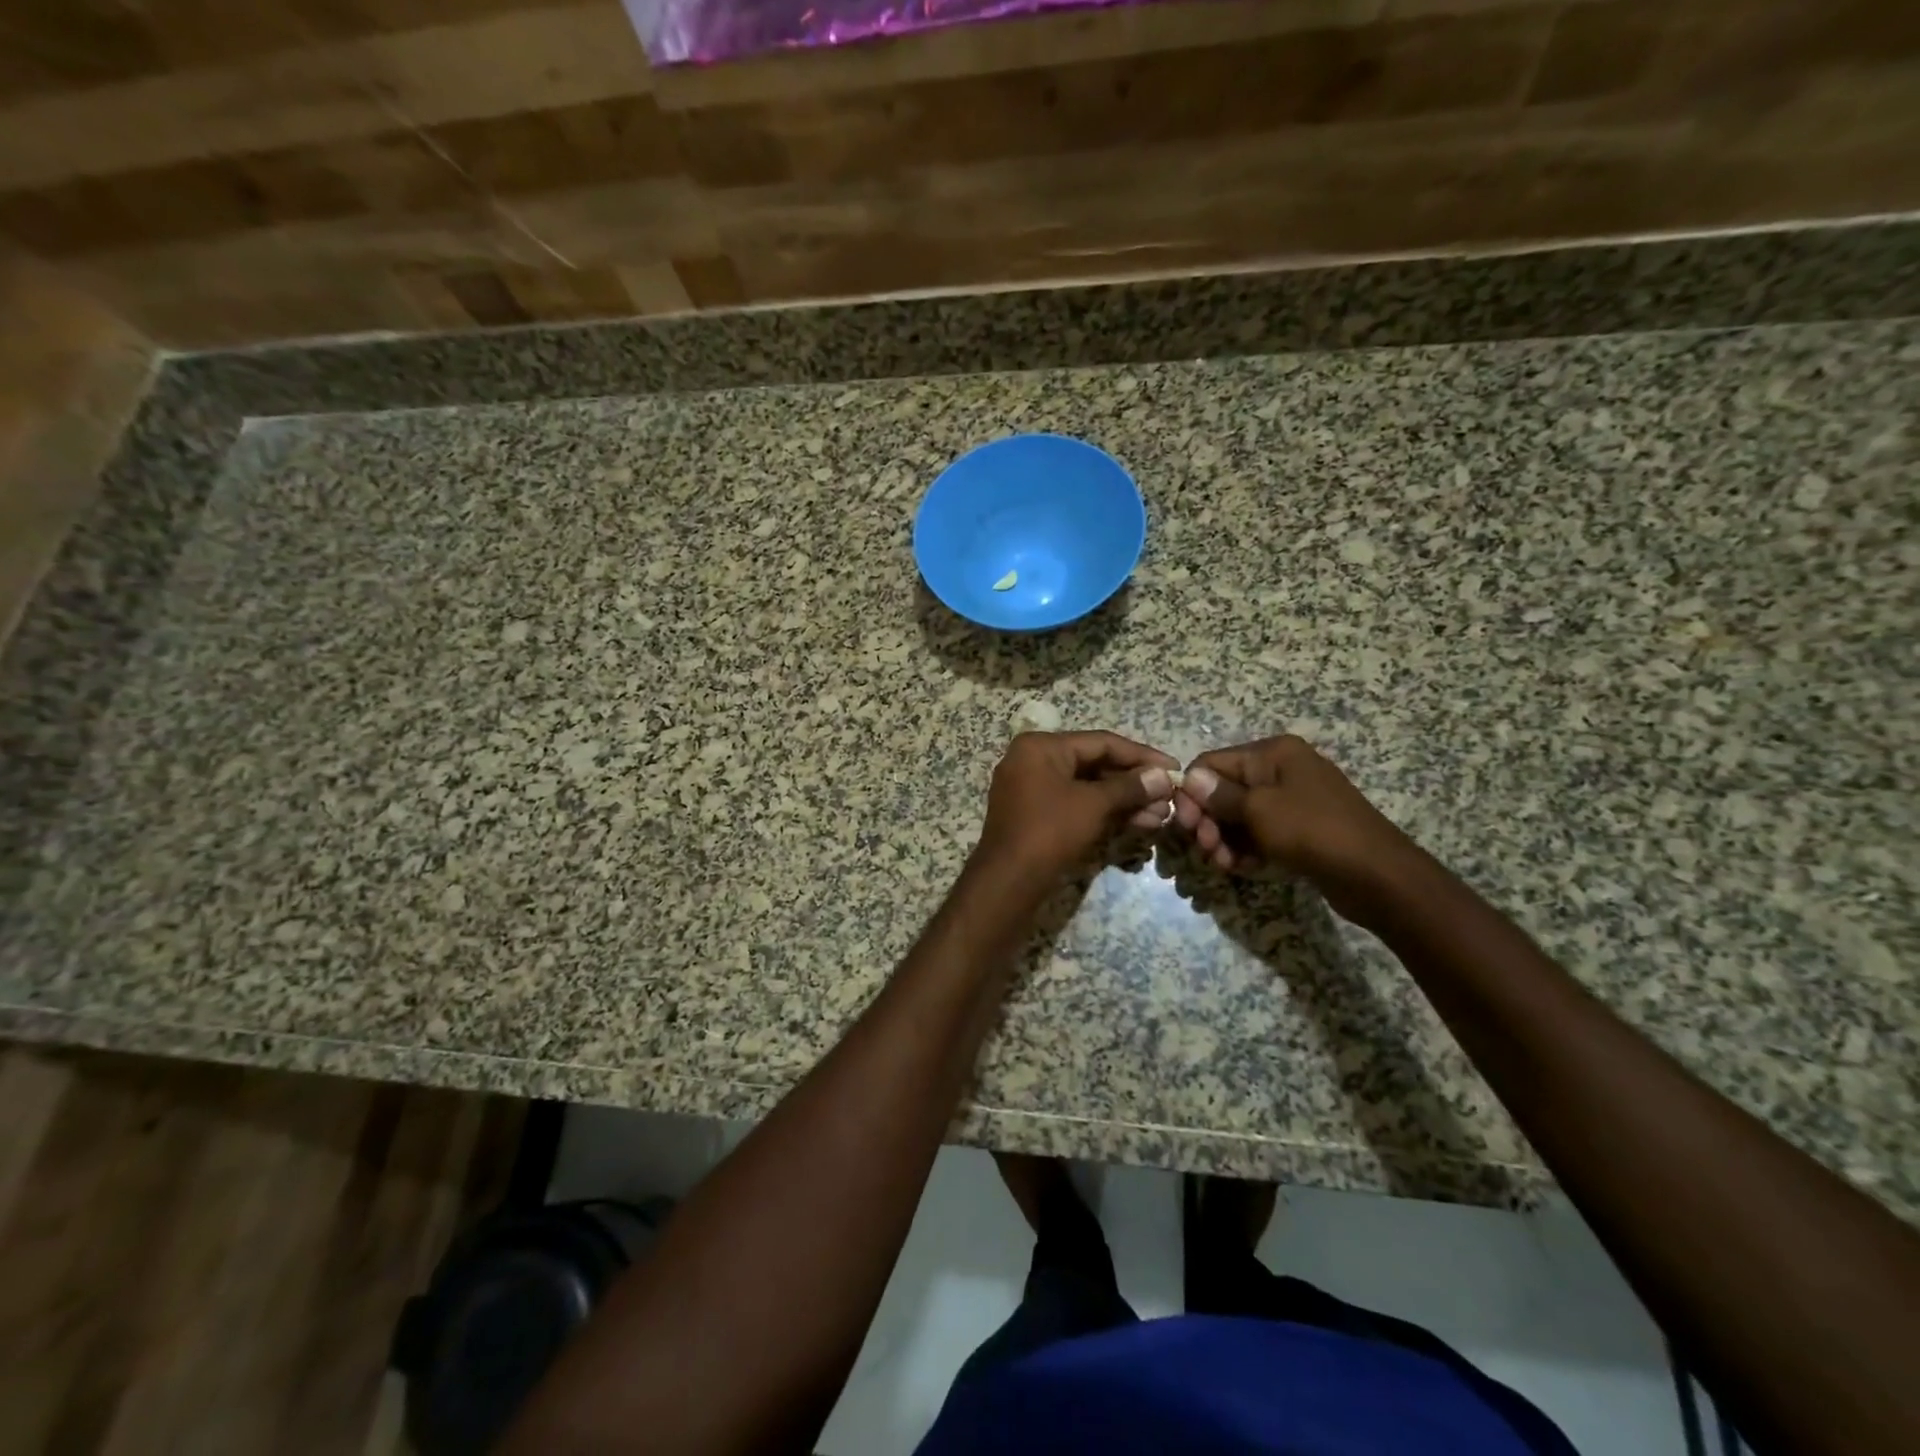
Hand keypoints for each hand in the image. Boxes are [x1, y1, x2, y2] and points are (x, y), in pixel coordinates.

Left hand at [978, 732, 1177, 875]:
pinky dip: (1104, 812)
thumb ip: (1130, 787)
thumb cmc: (1049, 832)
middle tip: (1170, 798)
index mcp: (1041, 746)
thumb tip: (1163, 777)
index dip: (1142, 756)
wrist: (1008, 882)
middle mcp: (1033, 760)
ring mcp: (1032, 788)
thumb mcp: (1093, 805)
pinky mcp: (1036, 815)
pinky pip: (1076, 804)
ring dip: (1124, 801)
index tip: (1175, 769)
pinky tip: (1139, 824)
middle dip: (1135, 783)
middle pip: (1095, 764)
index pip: (1101, 742)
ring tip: (1161, 817)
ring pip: (1087, 788)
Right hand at [1171, 735, 1415, 920]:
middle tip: (1206, 850)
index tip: (1184, 826)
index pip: (1212, 763)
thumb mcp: (1259, 810)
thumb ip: (1219, 795)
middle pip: (1223, 791)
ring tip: (1225, 865)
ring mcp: (1292, 800)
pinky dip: (1246, 849)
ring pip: (1239, 816)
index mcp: (1272, 753)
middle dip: (1209, 821)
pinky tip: (1244, 869)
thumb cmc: (1313, 831)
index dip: (1192, 793)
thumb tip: (1189, 777)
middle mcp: (1281, 770)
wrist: (1377, 875)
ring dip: (1225, 840)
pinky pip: (1259, 833)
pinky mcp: (1299, 829)